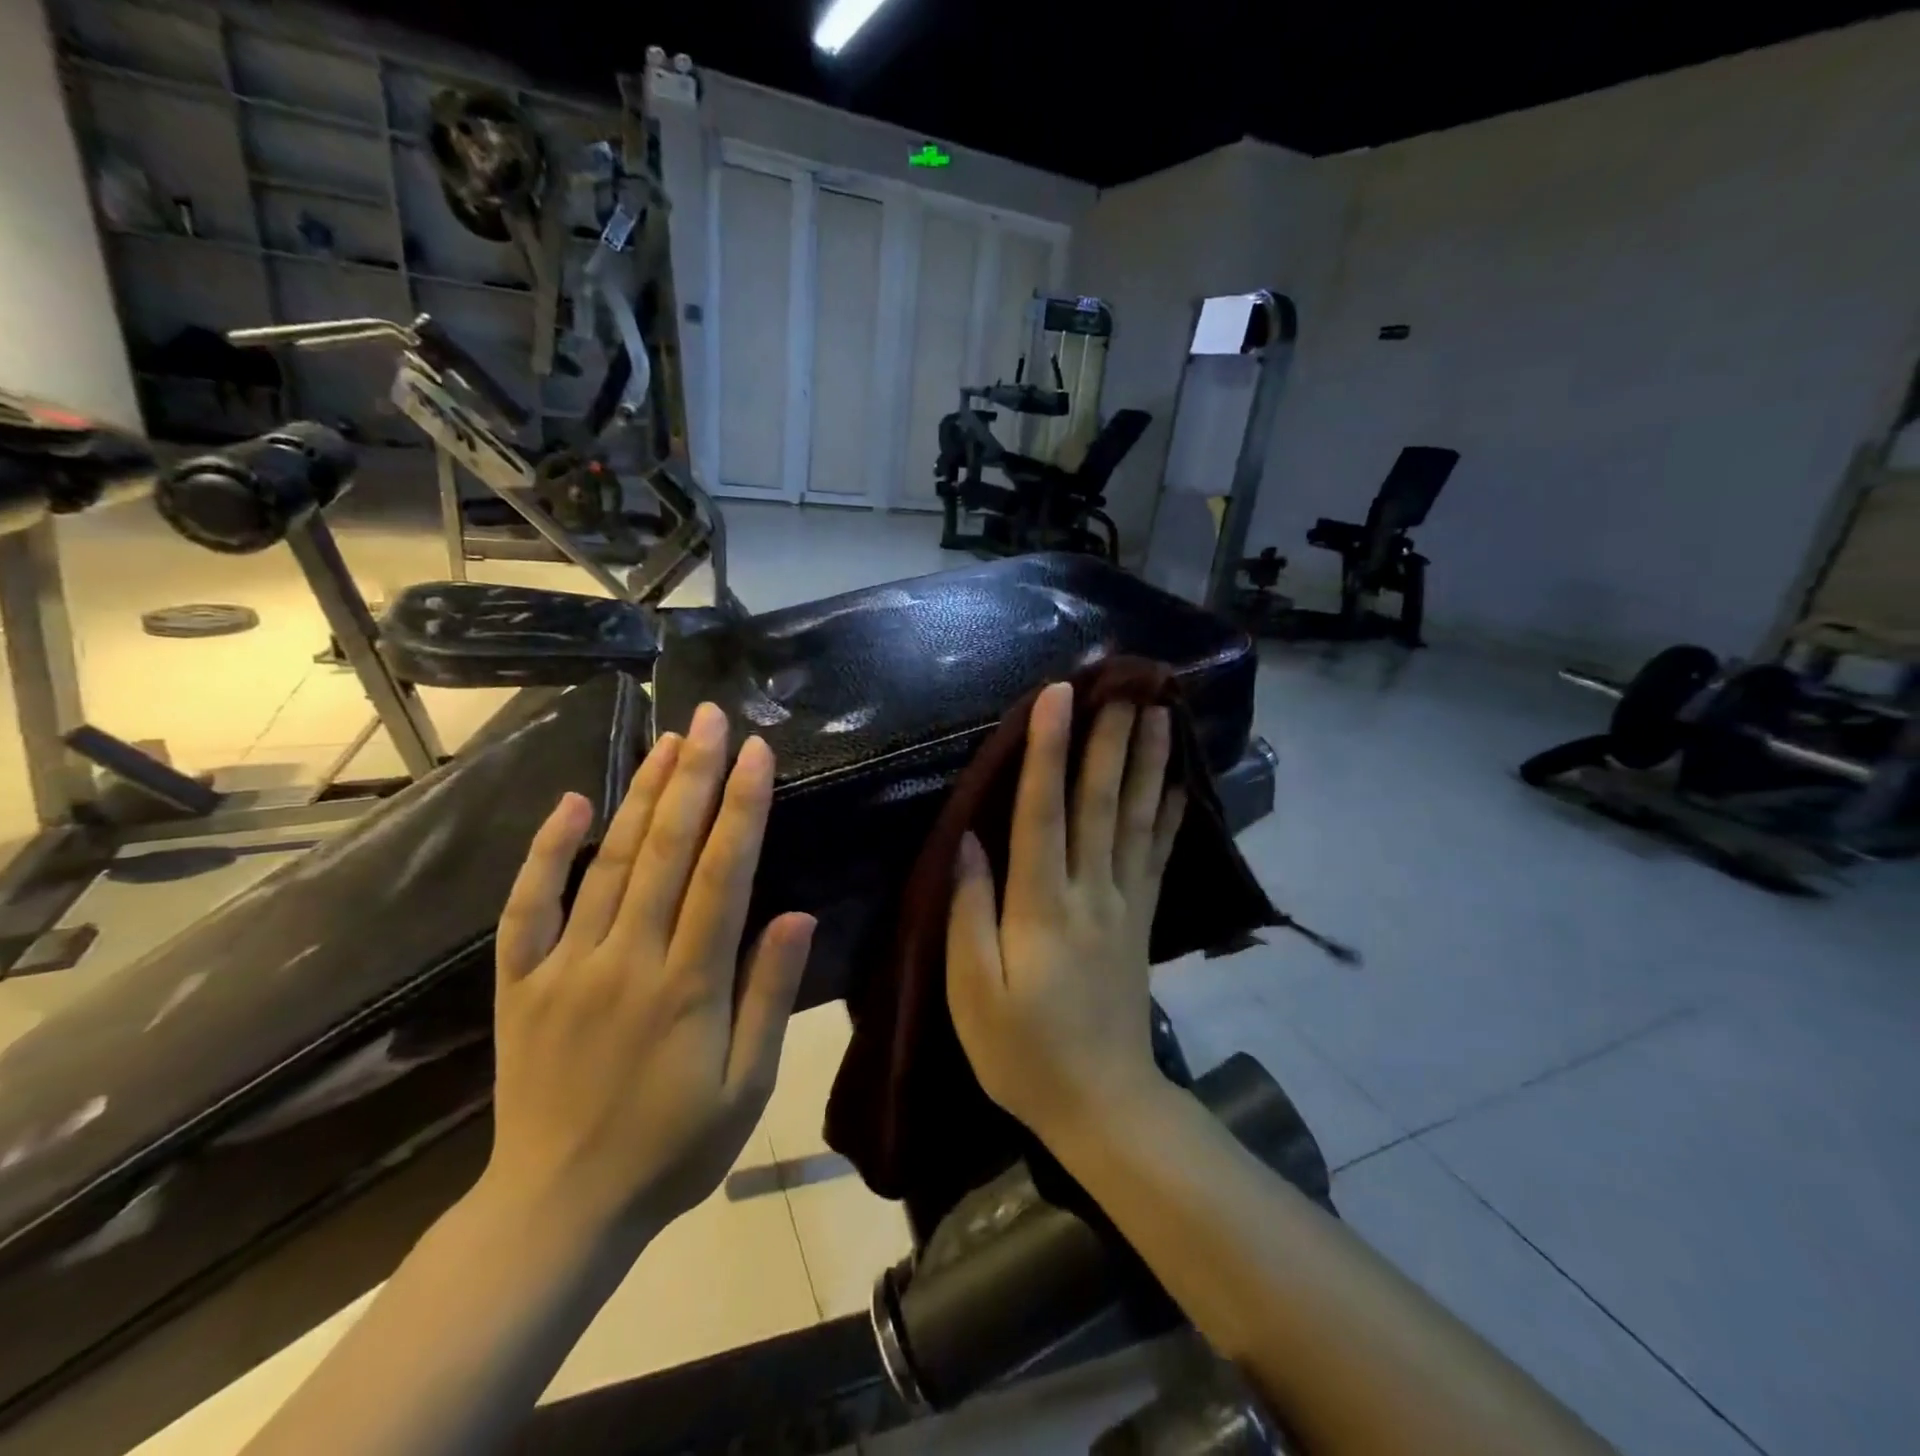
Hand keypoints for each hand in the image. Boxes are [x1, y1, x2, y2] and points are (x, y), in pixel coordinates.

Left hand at [483, 702, 814, 1240]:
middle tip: (710, 717)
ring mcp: (567, 966)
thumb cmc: (671, 1149)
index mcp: (689, 985)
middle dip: (694, 776)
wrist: (558, 1209)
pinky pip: (527, 907)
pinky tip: (570, 803)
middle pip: (666, 850)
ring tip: (667, 741)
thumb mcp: (746, 1089)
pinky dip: (546, 852)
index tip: (757, 751)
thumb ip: (769, 997)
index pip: (722, 873)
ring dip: (642, 796)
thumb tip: (796, 914)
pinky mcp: (520, 983)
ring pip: (609, 862)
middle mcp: (627, 959)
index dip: (743, 806)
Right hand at [946, 682, 1186, 1145]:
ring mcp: (1125, 906)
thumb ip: (970, 913)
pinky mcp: (1142, 922)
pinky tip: (1178, 783)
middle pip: (1100, 803)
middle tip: (1125, 682)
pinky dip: (1169, 815)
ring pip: (1136, 820)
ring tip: (1160, 712)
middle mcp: (1091, 893)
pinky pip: (1158, 858)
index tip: (1058, 695)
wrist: (1103, 1105)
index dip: (1048, 751)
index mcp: (1041, 908)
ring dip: (1147, 763)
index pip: (1043, 813)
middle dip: (1110, 738)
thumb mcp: (973, 994)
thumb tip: (968, 841)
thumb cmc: (1023, 1054)